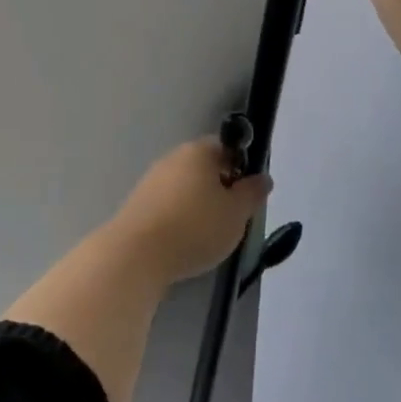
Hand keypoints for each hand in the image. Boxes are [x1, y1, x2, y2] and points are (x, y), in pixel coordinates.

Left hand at [106, 137, 272, 286]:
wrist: (137, 254)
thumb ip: (252, 193)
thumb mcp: (236, 213)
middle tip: (233, 216)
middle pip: (204, 166)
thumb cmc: (195, 227)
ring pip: (186, 186)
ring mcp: (152, 179)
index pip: (226, 147)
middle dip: (221, 187)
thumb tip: (263, 177)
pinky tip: (184, 240)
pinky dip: (180, 217)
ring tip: (209, 234)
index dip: (241, 166)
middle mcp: (173, 158)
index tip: (248, 193)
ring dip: (200, 204)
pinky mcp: (138, 203)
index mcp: (198, 151)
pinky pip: (168, 204)